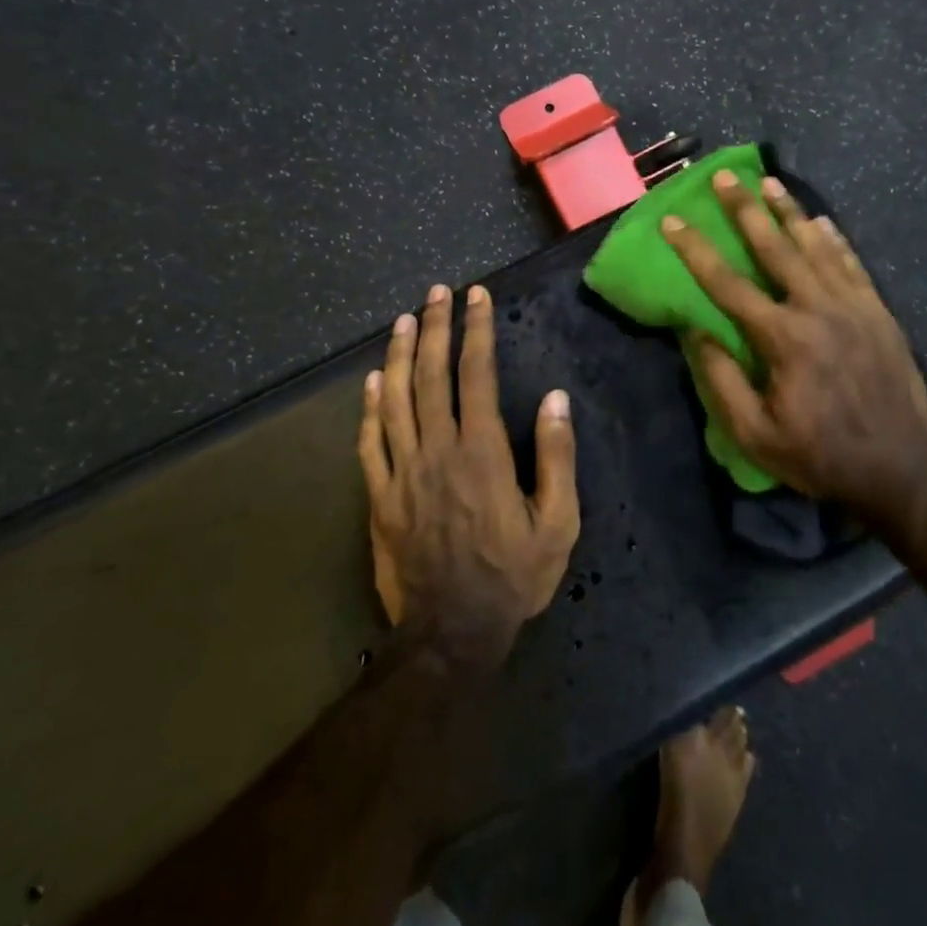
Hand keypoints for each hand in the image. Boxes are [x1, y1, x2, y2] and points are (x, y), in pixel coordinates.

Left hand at [358, 284, 579, 663]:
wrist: (452, 634)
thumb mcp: (557, 523)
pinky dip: (369, 407)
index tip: (476, 297)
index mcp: (481, 452)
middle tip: (436, 292)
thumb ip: (556, 456)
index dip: (476, 330)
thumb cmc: (513, 577)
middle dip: (435, 327)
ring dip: (399, 354)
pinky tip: (371, 381)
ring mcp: (402, 473)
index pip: (476, 374)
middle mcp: (437, 450)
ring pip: (395, 400)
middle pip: (431, 376)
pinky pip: (369, 443)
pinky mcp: (379, 498)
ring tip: (404, 319)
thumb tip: (555, 398)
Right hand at [661, 170, 926, 525]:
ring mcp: (854, 306)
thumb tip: (696, 331)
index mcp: (782, 338)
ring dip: (790, 212)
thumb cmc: (819, 456)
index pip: (727, 283)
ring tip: (770, 182)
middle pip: (775, 247)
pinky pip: (852, 264)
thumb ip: (721, 381)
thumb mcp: (755, 434)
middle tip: (725, 176)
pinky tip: (822, 220)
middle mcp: (817, 309)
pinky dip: (835, 239)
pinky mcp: (879, 312)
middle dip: (745, 209)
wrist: (900, 470)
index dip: (695, 250)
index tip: (672, 221)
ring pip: (816, 246)